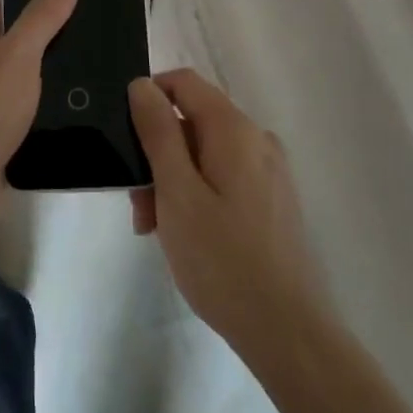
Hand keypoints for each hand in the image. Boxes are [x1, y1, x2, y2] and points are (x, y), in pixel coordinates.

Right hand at [129, 70, 330, 358]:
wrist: (287, 330)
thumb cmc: (222, 259)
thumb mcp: (176, 192)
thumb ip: (158, 132)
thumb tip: (142, 85)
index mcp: (234, 129)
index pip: (184, 82)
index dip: (149, 97)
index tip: (126, 138)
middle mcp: (257, 139)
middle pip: (194, 121)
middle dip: (158, 153)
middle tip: (138, 207)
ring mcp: (269, 171)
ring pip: (206, 153)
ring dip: (174, 179)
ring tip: (156, 229)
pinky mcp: (273, 200)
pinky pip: (225, 177)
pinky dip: (198, 194)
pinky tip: (186, 235)